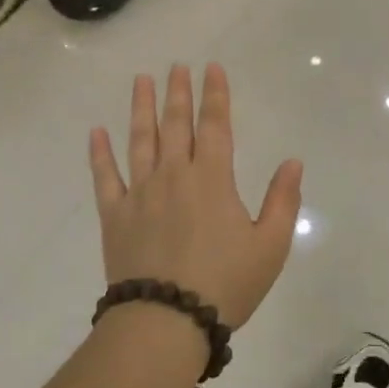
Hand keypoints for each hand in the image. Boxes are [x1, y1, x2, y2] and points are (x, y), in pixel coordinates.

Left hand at [88, 64, 304, 329]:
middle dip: (178, 92)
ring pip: (140, 140)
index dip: (215, 95)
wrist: (166, 321)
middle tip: (176, 66)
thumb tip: (293, 161)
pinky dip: (99, 153)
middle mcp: (173, 175)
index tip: (211, 68)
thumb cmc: (225, 283)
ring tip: (141, 80)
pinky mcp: (114, 215)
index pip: (215, 125)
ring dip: (141, 108)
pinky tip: (96, 132)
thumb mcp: (270, 245)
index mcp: (212, 178)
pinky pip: (104, 177)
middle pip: (175, 124)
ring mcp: (140, 193)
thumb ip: (283, 200)